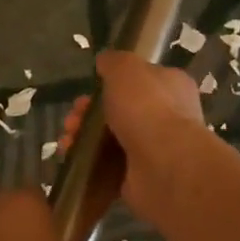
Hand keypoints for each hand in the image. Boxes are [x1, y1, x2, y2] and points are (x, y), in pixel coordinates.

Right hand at [60, 51, 207, 228]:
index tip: (88, 90)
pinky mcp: (140, 178)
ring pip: (110, 140)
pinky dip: (88, 164)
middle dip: (88, 114)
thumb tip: (105, 62)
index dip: (110, 84)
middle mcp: (168, 117)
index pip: (140, 81)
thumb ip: (113, 62)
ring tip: (68, 142)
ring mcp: (154, 150)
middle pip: (119, 111)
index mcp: (171, 86)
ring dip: (84, 138)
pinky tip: (72, 160)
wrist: (164, 165)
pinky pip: (108, 168)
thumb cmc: (147, 108)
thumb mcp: (126, 69)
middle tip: (72, 120)